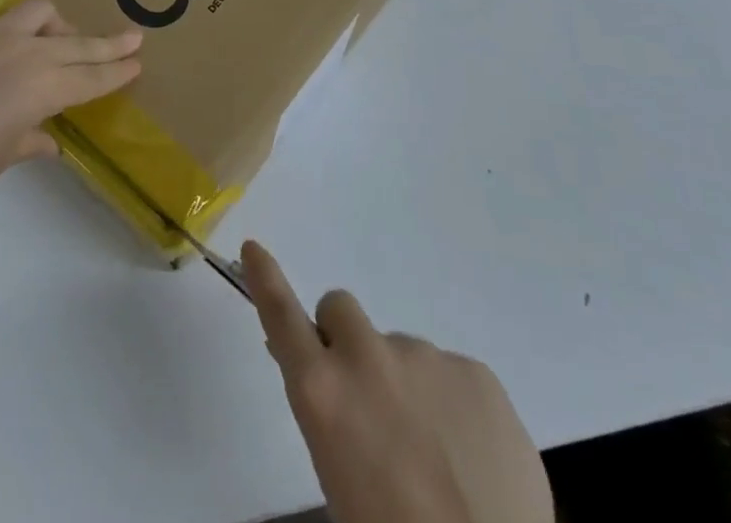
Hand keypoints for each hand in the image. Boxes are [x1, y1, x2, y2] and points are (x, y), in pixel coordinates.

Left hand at [0, 0, 141, 217]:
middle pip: (78, 41)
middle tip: (132, 36)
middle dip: (108, 42)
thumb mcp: (2, 156)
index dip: (117, 70)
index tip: (137, 60)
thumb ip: (33, 140)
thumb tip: (49, 140)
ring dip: (56, 25)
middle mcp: (25, 51)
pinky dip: (7, 34)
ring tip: (54, 41)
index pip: (91, 76)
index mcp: (42, 87)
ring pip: (39, 11)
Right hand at [243, 241, 552, 522]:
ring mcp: (426, 359)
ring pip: (401, 351)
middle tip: (366, 399)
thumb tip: (325, 380)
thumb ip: (327, 415)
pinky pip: (452, 377)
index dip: (264, 278)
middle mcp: (367, 358)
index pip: (281, 314)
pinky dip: (454, 407)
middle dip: (343, 339)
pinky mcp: (477, 373)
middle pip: (340, 309)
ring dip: (404, 384)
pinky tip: (471, 459)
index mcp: (322, 391)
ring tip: (434, 456)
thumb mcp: (337, 482)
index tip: (253, 248)